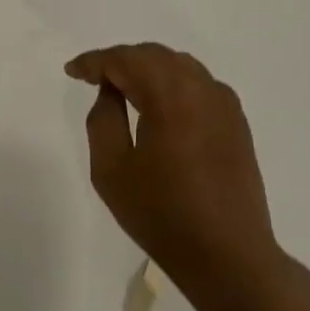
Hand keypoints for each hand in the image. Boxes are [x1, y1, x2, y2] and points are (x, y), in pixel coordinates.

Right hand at [66, 43, 300, 310]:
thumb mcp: (111, 169)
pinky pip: (198, 85)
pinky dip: (172, 83)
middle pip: (154, 56)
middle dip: (121, 61)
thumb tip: (110, 91)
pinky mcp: (237, 122)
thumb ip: (103, 119)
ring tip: (121, 87)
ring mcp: (225, 104)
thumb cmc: (161, 214)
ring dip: (147, 69)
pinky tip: (158, 104)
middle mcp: (202, 88)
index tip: (72, 71)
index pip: (125, 61)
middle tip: (93, 77)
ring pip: (179, 66)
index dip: (94, 62)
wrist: (227, 254)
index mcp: (170, 95)